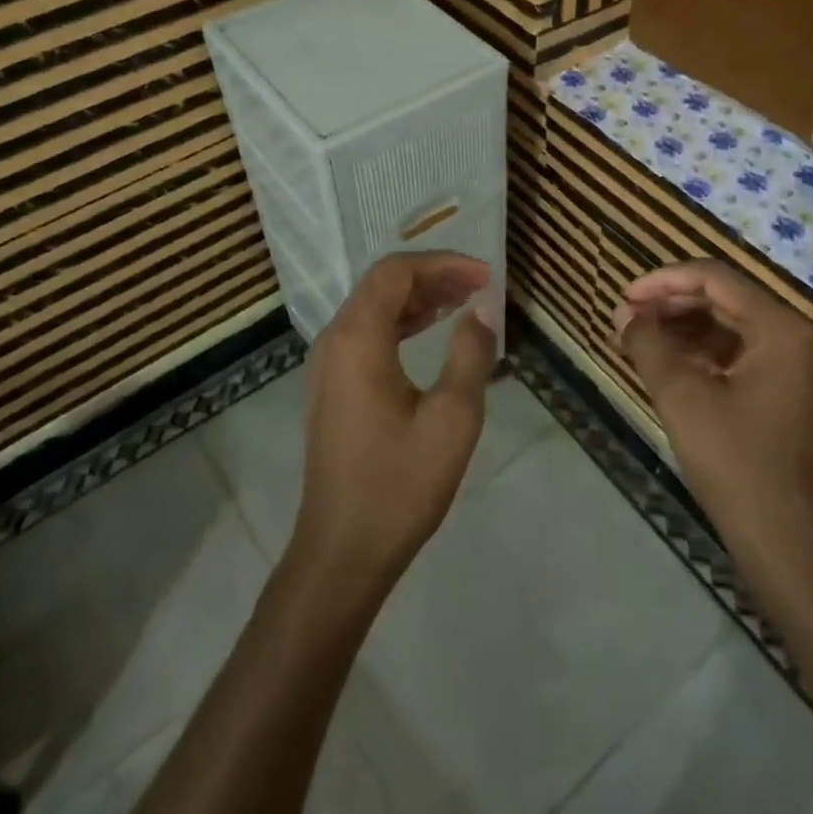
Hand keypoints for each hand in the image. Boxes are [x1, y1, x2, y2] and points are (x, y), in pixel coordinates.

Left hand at [290, 251, 497, 599]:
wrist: (342, 550)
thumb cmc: (399, 484)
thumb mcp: (452, 418)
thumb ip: (470, 354)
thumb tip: (482, 310)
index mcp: (357, 339)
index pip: (396, 272)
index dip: (442, 263)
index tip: (485, 276)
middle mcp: (334, 340)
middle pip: (382, 284)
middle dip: (431, 276)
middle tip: (478, 285)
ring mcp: (327, 365)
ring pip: (372, 307)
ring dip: (417, 297)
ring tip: (462, 301)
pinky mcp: (332, 386)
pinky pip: (366, 333)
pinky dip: (400, 322)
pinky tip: (428, 330)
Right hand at [614, 260, 812, 558]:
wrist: (785, 540)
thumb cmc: (735, 461)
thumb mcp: (681, 396)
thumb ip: (648, 345)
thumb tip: (624, 314)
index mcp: (779, 328)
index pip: (714, 278)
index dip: (663, 281)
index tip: (623, 298)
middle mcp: (792, 336)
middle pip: (723, 298)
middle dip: (670, 304)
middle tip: (625, 320)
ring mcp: (791, 366)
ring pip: (727, 325)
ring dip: (681, 328)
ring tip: (637, 341)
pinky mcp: (782, 391)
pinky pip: (736, 353)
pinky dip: (698, 352)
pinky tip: (666, 365)